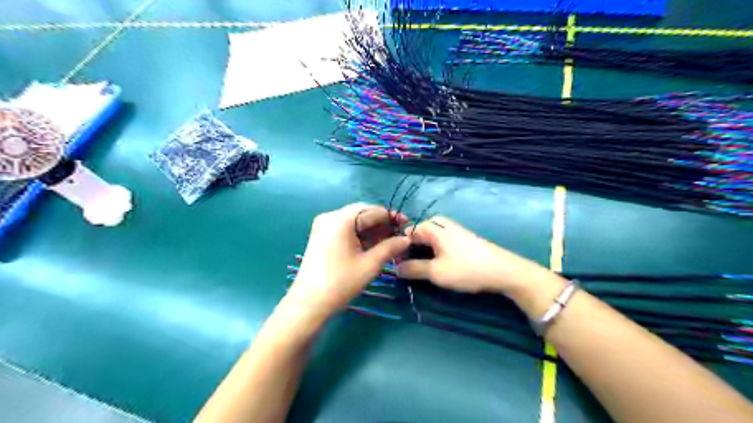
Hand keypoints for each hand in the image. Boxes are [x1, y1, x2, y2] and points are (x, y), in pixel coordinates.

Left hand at [284, 205, 410, 322]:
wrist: (308, 304)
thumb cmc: (341, 283)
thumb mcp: (370, 264)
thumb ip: (390, 247)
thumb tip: (407, 239)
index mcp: (341, 219)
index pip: (373, 210)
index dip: (392, 217)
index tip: (408, 226)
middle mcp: (331, 216)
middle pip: (363, 213)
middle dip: (382, 224)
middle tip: (400, 236)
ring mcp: (324, 226)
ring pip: (354, 221)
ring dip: (372, 230)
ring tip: (390, 243)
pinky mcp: (322, 236)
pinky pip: (346, 229)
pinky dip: (360, 235)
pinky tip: (373, 245)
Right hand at [396, 218, 551, 294]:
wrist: (503, 271)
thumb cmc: (467, 269)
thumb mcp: (436, 272)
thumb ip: (412, 269)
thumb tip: (394, 268)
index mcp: (431, 226)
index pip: (404, 234)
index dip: (398, 250)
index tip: (395, 267)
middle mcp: (439, 223)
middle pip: (415, 237)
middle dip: (409, 254)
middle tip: (408, 273)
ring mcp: (450, 230)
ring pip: (427, 242)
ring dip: (421, 256)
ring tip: (420, 273)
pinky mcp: (458, 239)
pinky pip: (437, 244)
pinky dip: (432, 255)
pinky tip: (435, 269)